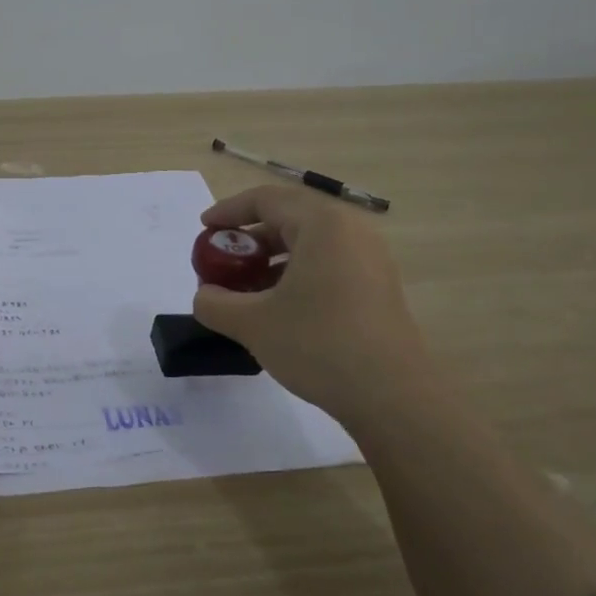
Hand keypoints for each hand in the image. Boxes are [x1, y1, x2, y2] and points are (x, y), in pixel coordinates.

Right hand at [192, 185, 428, 426]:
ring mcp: (370, 259)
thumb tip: (205, 296)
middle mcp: (350, 231)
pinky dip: (297, 273)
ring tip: (245, 287)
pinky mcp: (378, 286)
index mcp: (322, 225)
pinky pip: (329, 263)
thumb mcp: (252, 324)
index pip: (267, 199)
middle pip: (290, 217)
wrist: (390, 395)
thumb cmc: (317, 345)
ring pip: (310, 243)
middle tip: (223, 260)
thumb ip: (215, 303)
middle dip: (250, 236)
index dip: (229, 211)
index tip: (204, 230)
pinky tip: (279, 306)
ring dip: (272, 258)